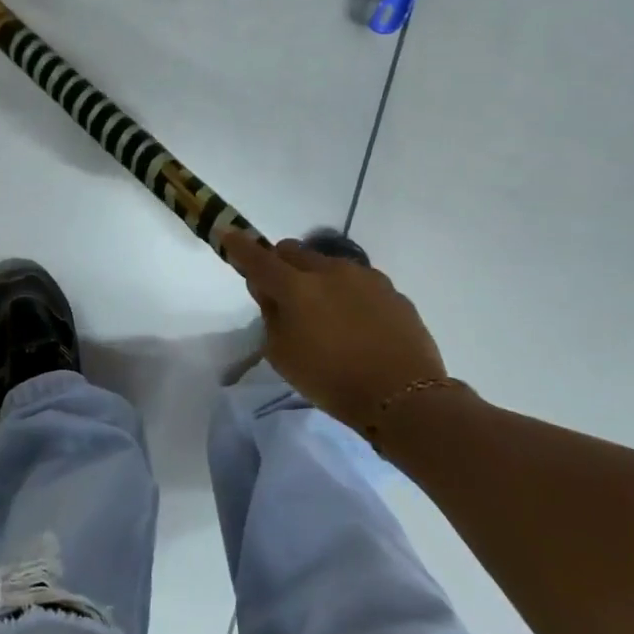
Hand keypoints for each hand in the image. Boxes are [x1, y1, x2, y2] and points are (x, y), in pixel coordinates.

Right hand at [223, 233, 451, 441]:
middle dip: (280, 263)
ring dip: (316, 277)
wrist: (404, 397)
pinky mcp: (391, 290)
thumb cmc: (332, 381)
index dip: (239, 247)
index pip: (258, 259)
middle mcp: (329, 271)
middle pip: (293, 251)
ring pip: (327, 263)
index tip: (228, 235)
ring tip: (323, 312)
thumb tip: (270, 293)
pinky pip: (357, 281)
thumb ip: (271, 316)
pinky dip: (346, 292)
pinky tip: (354, 322)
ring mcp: (364, 277)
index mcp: (296, 287)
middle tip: (281, 292)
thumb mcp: (283, 355)